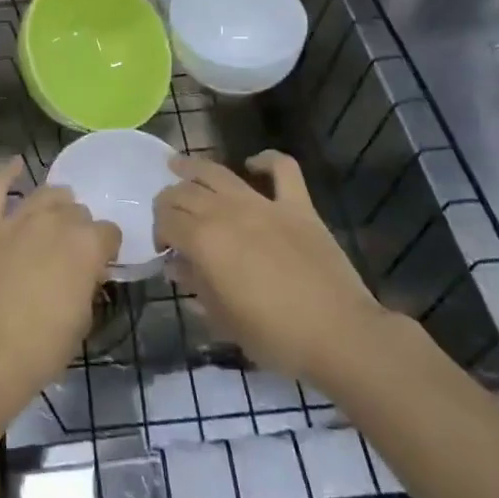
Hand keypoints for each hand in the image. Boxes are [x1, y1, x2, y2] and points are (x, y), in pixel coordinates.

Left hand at [0, 158, 119, 412]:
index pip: (108, 233)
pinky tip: (16, 164)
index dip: (105, 248)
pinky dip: (6, 173)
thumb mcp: (81, 322)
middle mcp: (55, 222)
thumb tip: (83, 275)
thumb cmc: (39, 349)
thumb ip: (85, 287)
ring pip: (44, 194)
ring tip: (53, 213)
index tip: (99, 264)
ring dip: (53, 203)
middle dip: (77, 227)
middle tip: (69, 251)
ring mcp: (16, 218)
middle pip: (76, 211)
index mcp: (86, 246)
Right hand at [154, 151, 392, 386]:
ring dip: (194, 167)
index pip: (167, 220)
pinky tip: (254, 164)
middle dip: (169, 201)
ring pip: (218, 173)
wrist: (339, 335)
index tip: (164, 250)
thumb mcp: (223, 319)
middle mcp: (227, 212)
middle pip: (185, 192)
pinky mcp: (297, 205)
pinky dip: (266, 160)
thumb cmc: (275, 337)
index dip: (159, 231)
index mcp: (205, 241)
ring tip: (178, 165)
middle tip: (170, 218)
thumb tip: (177, 265)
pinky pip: (282, 168)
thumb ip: (196, 285)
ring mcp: (264, 204)